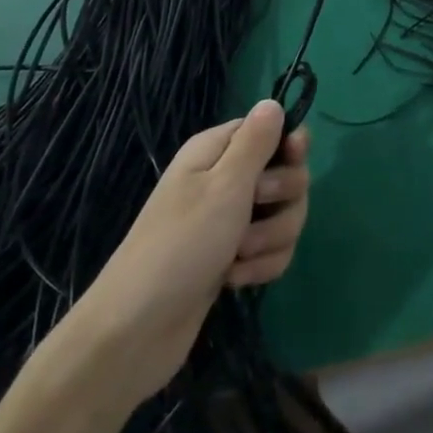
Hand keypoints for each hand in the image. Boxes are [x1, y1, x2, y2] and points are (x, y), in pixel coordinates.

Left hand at [67, 100, 308, 404]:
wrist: (137, 329)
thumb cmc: (181, 245)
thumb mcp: (225, 186)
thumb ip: (256, 143)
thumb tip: (272, 102)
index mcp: (216, 152)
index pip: (269, 130)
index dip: (289, 146)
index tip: (294, 160)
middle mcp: (224, 181)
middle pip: (286, 175)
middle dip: (283, 200)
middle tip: (255, 212)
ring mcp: (229, 222)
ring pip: (284, 216)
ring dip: (271, 239)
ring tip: (239, 257)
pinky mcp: (234, 258)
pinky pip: (272, 250)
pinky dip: (262, 265)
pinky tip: (236, 280)